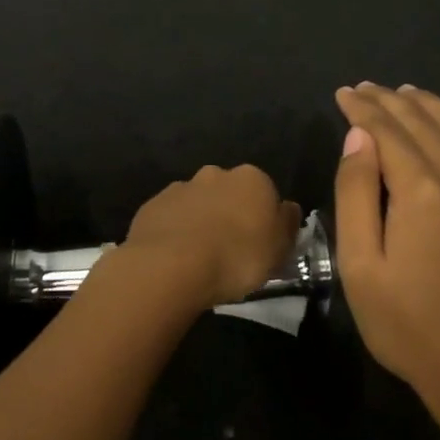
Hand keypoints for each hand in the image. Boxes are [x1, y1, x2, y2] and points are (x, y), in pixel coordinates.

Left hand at [118, 164, 301, 312]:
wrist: (171, 266)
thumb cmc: (237, 258)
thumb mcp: (279, 250)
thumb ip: (286, 224)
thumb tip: (287, 209)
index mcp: (252, 179)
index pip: (265, 193)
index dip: (263, 220)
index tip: (260, 245)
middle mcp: (215, 174)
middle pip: (229, 193)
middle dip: (230, 214)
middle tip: (230, 250)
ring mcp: (180, 187)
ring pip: (197, 203)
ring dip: (201, 221)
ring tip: (199, 257)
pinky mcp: (152, 205)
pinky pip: (171, 217)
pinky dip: (175, 231)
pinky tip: (175, 257)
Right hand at [333, 83, 439, 413]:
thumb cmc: (410, 326)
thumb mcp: (361, 267)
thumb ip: (356, 195)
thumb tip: (358, 139)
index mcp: (423, 194)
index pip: (389, 132)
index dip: (363, 109)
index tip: (344, 94)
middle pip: (427, 124)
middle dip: (392, 101)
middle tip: (367, 89)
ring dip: (432, 107)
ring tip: (407, 94)